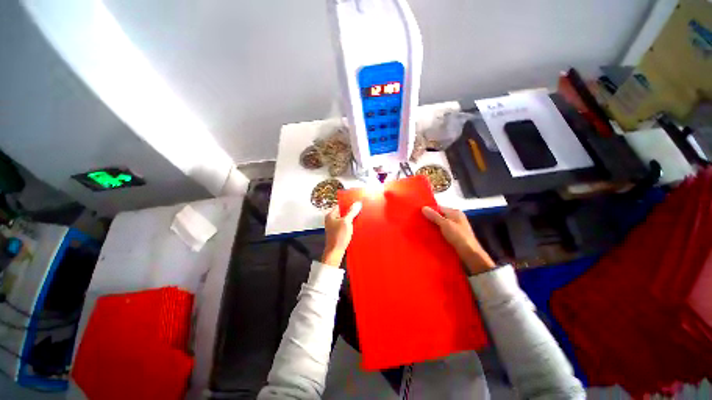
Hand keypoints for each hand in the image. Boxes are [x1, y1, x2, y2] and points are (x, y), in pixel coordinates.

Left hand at [322, 202, 361, 266]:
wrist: (335, 252)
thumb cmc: (338, 237)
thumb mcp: (346, 222)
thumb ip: (351, 212)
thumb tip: (357, 204)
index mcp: (331, 215)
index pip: (340, 205)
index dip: (348, 204)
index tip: (356, 203)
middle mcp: (332, 220)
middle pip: (343, 212)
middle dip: (351, 212)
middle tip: (359, 211)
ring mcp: (335, 226)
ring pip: (345, 219)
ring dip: (352, 219)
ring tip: (358, 219)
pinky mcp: (338, 232)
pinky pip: (346, 225)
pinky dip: (351, 225)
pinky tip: (356, 226)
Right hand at [422, 206, 494, 274]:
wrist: (470, 254)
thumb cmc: (459, 236)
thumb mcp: (445, 224)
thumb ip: (434, 216)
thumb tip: (423, 207)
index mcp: (455, 213)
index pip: (439, 208)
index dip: (429, 210)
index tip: (418, 213)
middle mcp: (455, 219)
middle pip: (439, 217)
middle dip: (430, 219)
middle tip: (418, 221)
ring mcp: (455, 229)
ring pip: (440, 225)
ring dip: (432, 227)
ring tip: (420, 229)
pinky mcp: (453, 237)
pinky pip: (442, 233)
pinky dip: (436, 234)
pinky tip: (428, 236)